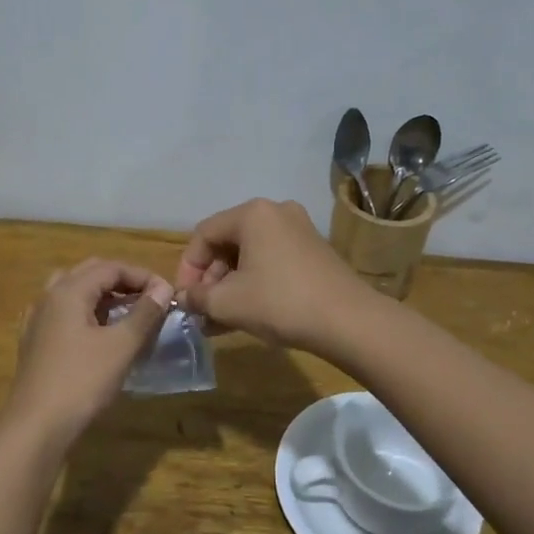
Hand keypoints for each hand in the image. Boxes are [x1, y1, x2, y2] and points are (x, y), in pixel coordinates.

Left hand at [5, 259, 174, 439]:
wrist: (36, 426)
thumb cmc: (82, 381)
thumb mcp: (121, 346)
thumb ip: (144, 313)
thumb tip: (163, 288)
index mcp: (69, 290)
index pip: (111, 267)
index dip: (142, 276)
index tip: (167, 294)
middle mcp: (49, 296)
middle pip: (90, 273)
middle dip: (122, 281)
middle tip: (149, 300)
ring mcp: (38, 319)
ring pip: (74, 292)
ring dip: (103, 296)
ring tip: (127, 313)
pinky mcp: (35, 341)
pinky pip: (64, 313)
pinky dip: (86, 313)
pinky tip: (99, 334)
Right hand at [175, 199, 371, 351]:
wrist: (350, 321)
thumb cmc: (281, 303)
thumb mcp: (228, 303)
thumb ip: (198, 297)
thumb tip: (184, 297)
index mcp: (252, 214)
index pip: (204, 234)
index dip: (188, 267)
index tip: (186, 298)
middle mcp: (276, 212)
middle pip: (228, 242)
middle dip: (210, 278)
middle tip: (203, 310)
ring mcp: (299, 230)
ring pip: (250, 255)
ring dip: (230, 284)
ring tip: (220, 319)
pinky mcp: (314, 250)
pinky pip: (271, 261)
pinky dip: (254, 283)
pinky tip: (247, 313)